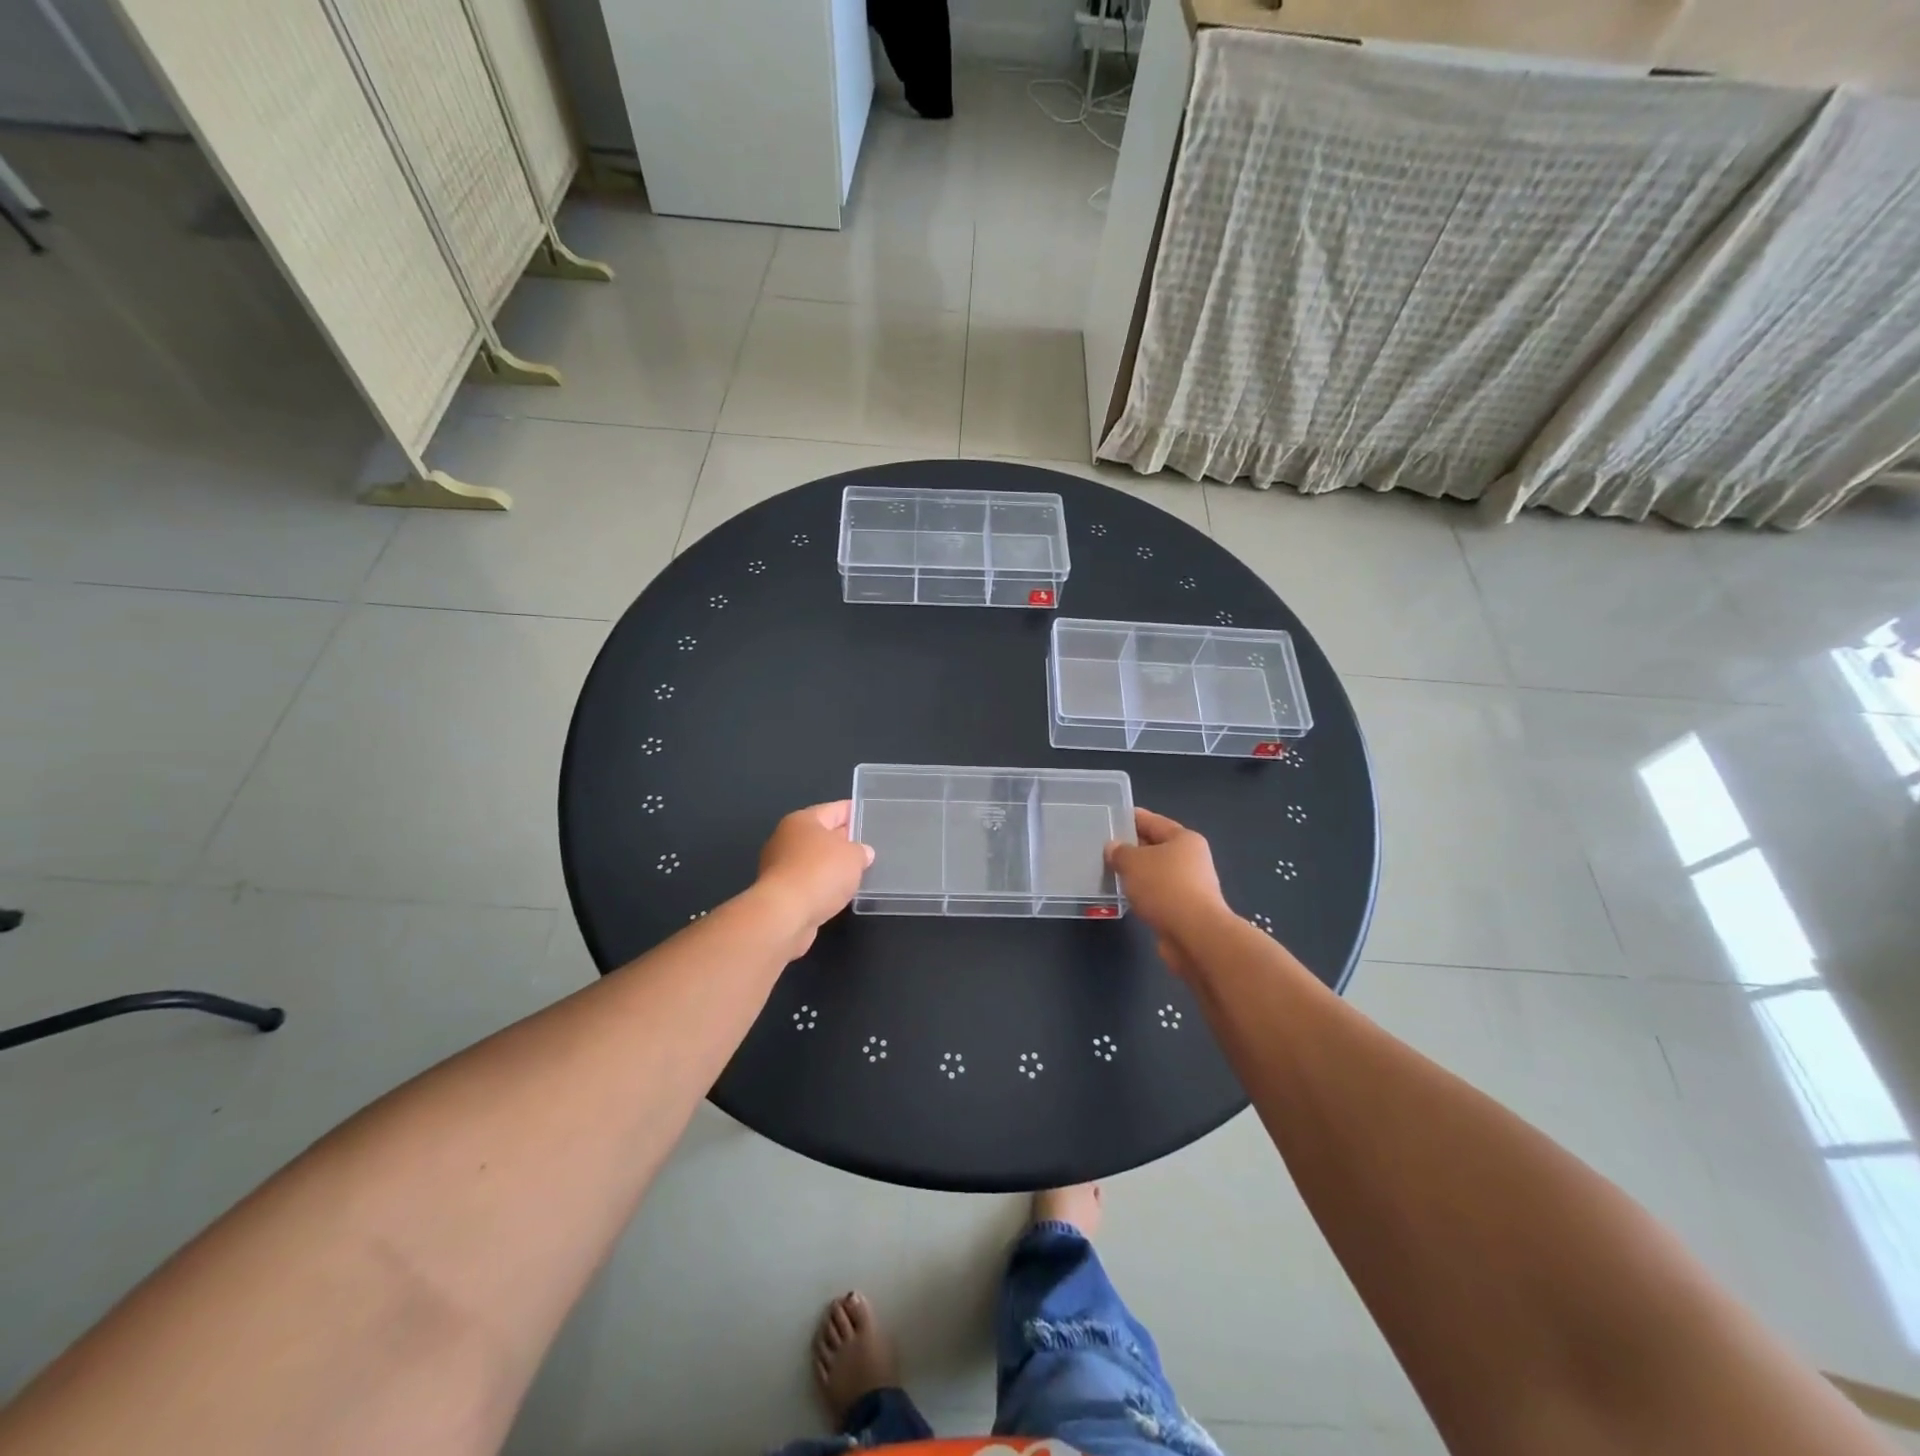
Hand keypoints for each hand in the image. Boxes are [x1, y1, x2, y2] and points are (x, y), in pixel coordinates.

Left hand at [755, 801, 874, 956]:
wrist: (784, 915)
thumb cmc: (820, 873)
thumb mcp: (853, 856)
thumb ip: (861, 851)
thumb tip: (862, 853)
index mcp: (803, 821)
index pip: (835, 809)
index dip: (854, 812)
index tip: (870, 816)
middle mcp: (787, 839)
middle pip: (822, 835)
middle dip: (844, 841)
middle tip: (869, 847)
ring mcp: (780, 867)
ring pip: (815, 861)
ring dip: (833, 867)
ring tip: (858, 873)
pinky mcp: (780, 893)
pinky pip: (809, 883)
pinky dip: (823, 886)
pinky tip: (839, 894)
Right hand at [1106, 808, 1229, 978]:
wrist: (1195, 935)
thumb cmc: (1165, 888)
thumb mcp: (1133, 863)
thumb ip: (1120, 852)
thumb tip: (1114, 848)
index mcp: (1184, 839)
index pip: (1153, 821)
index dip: (1132, 818)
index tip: (1112, 817)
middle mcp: (1192, 859)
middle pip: (1157, 847)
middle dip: (1132, 847)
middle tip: (1105, 847)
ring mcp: (1191, 886)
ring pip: (1157, 873)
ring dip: (1137, 873)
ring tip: (1111, 872)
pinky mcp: (1185, 910)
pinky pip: (1158, 894)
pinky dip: (1144, 894)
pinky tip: (1126, 897)